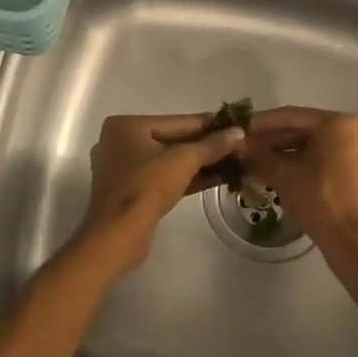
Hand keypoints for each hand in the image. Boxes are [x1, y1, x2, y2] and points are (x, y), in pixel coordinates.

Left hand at [74, 113, 247, 271]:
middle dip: (205, 146)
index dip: (209, 124)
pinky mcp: (130, 192)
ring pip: (168, 161)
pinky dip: (186, 177)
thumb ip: (212, 145)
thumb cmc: (147, 187)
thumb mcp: (184, 161)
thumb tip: (239, 133)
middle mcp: (120, 142)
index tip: (235, 124)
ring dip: (199, 163)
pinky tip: (215, 178)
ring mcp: (123, 169)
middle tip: (237, 145)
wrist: (118, 235)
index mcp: (126, 126)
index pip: (177, 121)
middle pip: (172, 140)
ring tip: (233, 161)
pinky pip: (162, 177)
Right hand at [241, 108, 357, 266]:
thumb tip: (240, 146)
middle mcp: (354, 131)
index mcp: (339, 124)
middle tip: (244, 147)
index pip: (292, 116)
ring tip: (256, 161)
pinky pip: (325, 158)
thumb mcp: (284, 175)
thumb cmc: (319, 201)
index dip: (261, 123)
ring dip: (285, 153)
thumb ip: (260, 155)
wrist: (352, 242)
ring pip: (314, 145)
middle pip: (304, 129)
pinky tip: (278, 172)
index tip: (238, 127)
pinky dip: (302, 163)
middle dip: (272, 140)